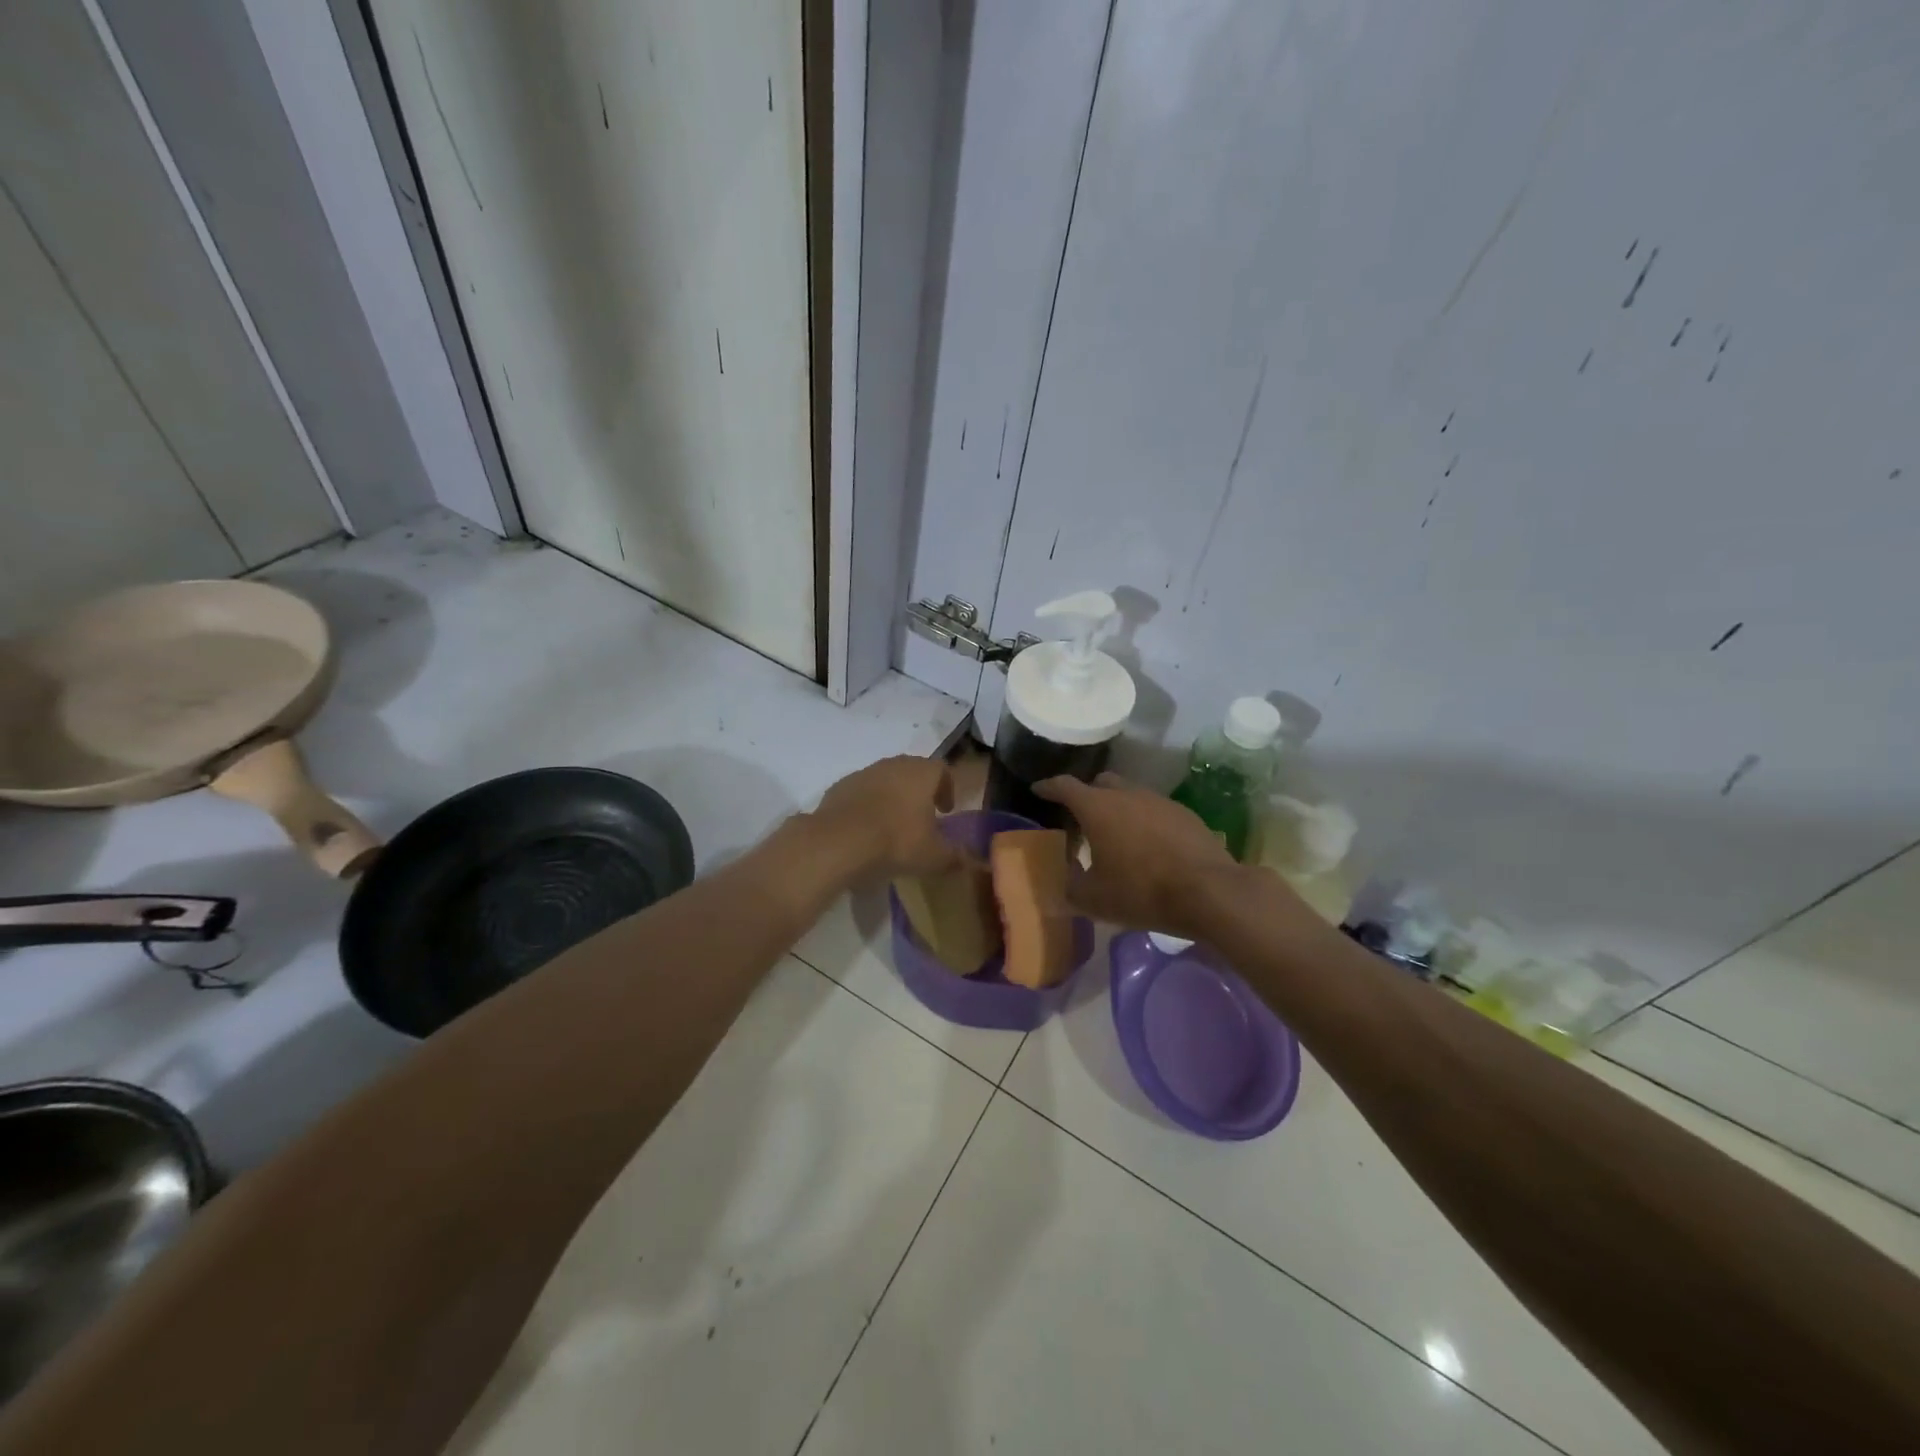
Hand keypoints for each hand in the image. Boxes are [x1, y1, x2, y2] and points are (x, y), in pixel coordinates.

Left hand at [810, 756, 959, 884]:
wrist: (838, 841)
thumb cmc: (896, 841)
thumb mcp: (933, 857)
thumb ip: (954, 857)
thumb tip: (967, 860)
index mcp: (922, 773)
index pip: (942, 770)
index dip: (947, 788)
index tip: (946, 810)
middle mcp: (894, 765)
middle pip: (912, 771)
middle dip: (919, 791)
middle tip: (922, 816)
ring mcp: (864, 773)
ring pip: (885, 780)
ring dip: (892, 797)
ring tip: (892, 825)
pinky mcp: (839, 787)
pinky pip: (860, 793)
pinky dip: (867, 805)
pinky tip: (865, 830)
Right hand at [1034, 772, 1239, 936]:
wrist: (1209, 892)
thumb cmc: (1141, 891)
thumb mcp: (1094, 898)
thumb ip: (1070, 885)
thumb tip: (1063, 879)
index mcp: (1097, 807)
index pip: (1064, 786)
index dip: (1048, 787)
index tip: (1038, 790)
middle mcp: (1126, 794)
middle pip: (1100, 783)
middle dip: (1086, 795)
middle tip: (1079, 817)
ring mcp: (1159, 801)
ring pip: (1129, 794)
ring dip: (1117, 808)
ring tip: (1115, 834)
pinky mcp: (1185, 814)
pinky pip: (1154, 810)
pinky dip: (1143, 821)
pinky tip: (1147, 845)